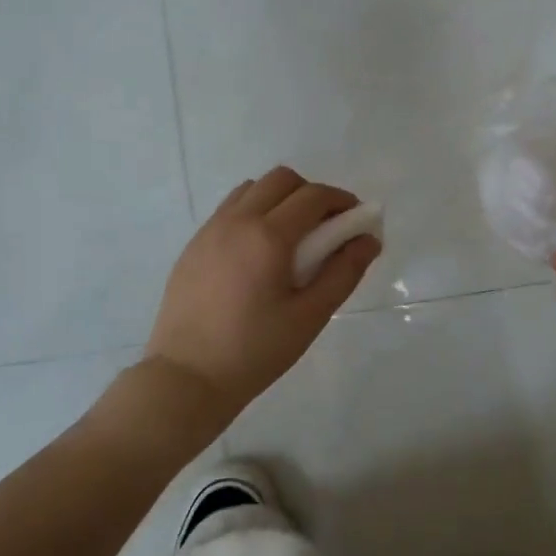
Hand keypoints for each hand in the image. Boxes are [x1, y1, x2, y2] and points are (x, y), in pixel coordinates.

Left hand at [144, 166, 380, 432]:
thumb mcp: (309, 316)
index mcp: (268, 236)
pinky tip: (258, 251)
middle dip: (310, 193)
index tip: (356, 219)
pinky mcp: (194, 245)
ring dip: (279, 198)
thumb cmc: (255, 351)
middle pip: (281, 179)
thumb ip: (343, 272)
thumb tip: (369, 240)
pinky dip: (253, 212)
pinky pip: (229, 209)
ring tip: (291, 237)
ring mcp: (210, 230)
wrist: (187, 376)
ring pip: (252, 189)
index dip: (341, 200)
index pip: (313, 196)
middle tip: (325, 227)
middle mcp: (237, 220)